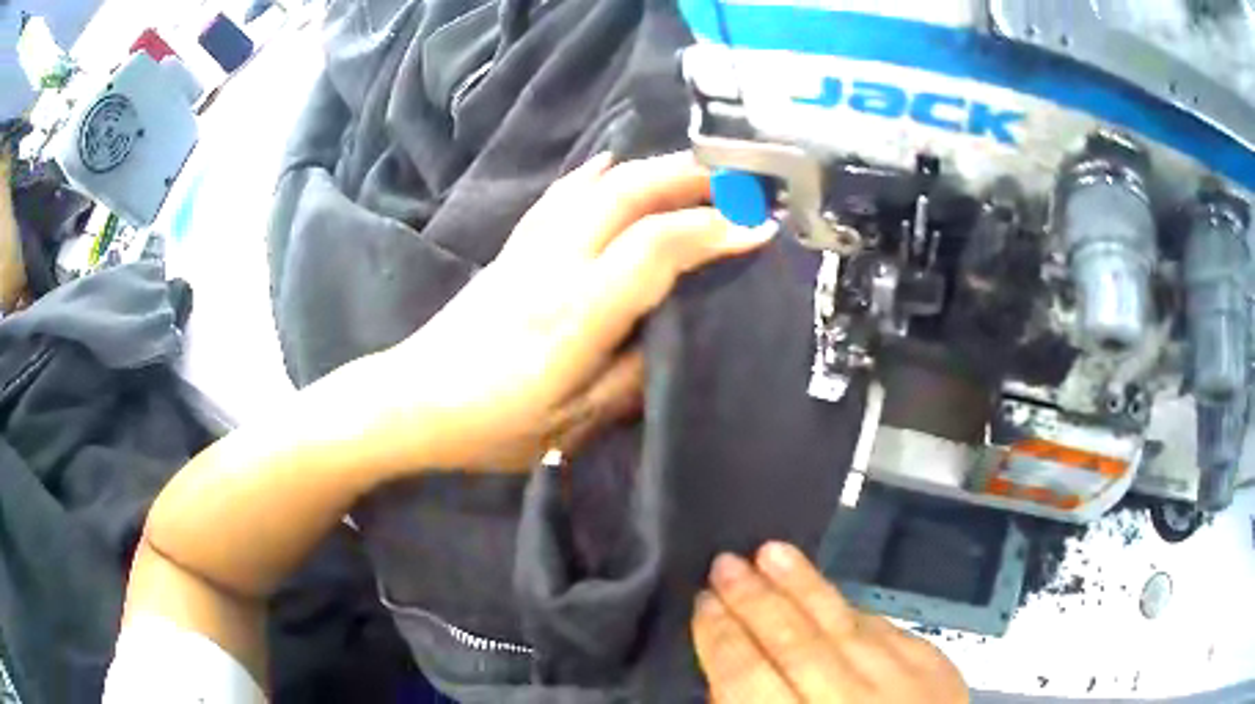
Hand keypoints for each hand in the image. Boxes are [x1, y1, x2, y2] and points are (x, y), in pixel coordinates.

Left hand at [364, 152, 774, 470]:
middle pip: (629, 194)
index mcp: (575, 314)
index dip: (713, 231)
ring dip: (654, 169)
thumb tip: (674, 337)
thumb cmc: (490, 428)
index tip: (759, 228)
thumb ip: (629, 379)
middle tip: (741, 180)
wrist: (412, 402)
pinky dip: (595, 174)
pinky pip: (560, 196)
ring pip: (598, 186)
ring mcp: (529, 250)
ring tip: (697, 169)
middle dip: (692, 178)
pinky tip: (613, 163)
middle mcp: (555, 265)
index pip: (656, 249)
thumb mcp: (570, 426)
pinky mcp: (512, 249)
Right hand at [693, 543, 968, 703]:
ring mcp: (899, 680)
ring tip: (772, 550)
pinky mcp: (932, 664)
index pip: (747, 677)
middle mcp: (849, 702)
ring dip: (803, 585)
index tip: (703, 601)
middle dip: (755, 600)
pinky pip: (883, 626)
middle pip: (794, 642)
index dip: (721, 637)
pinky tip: (827, 591)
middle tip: (725, 562)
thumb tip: (728, 674)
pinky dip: (849, 608)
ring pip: (842, 621)